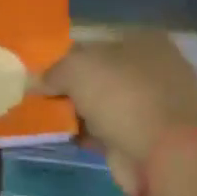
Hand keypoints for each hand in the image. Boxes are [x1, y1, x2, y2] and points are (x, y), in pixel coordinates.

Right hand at [38, 33, 196, 194]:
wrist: (161, 154)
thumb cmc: (120, 96)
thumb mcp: (74, 70)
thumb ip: (52, 71)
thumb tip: (35, 81)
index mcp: (147, 41)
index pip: (99, 41)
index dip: (70, 54)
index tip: (46, 69)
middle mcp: (158, 68)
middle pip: (103, 72)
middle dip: (75, 84)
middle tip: (46, 93)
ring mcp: (160, 104)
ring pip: (108, 101)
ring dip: (82, 110)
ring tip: (51, 116)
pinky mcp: (154, 135)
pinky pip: (113, 127)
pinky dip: (93, 132)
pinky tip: (69, 136)